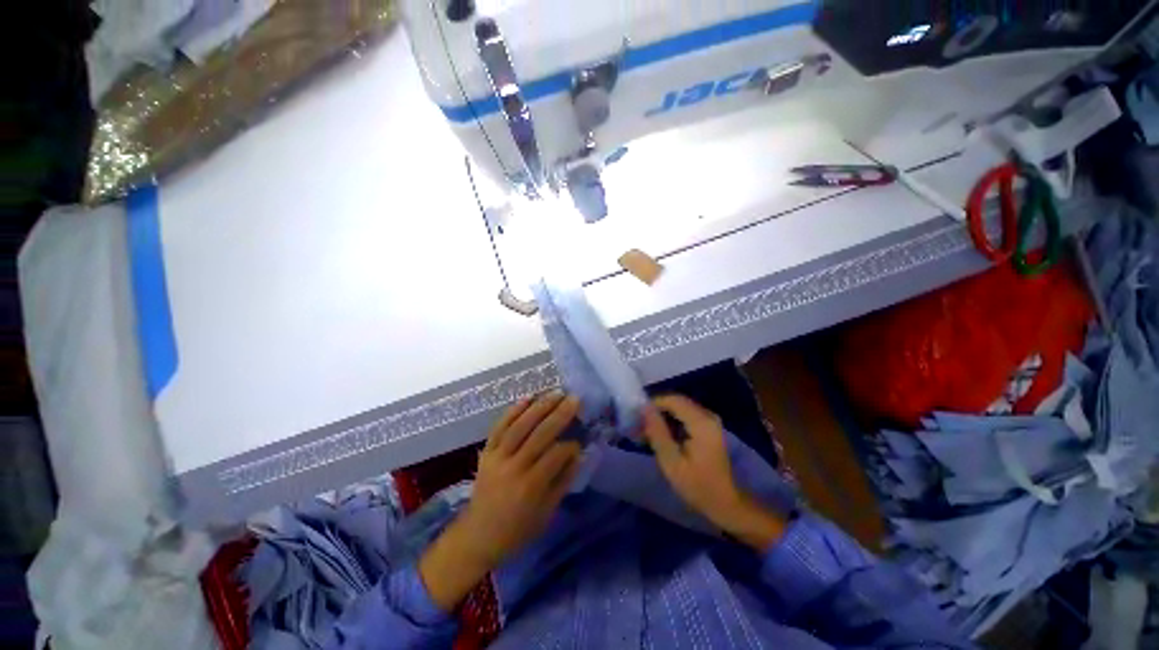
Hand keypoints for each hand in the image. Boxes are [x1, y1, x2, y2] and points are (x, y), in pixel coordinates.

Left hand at [419, 392, 582, 609]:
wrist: (477, 535)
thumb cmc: (517, 529)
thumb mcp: (546, 513)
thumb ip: (563, 481)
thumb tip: (579, 454)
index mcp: (530, 486)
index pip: (555, 455)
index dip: (571, 445)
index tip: (580, 440)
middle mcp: (513, 467)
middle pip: (540, 434)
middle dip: (560, 414)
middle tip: (575, 399)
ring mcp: (497, 456)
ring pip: (520, 425)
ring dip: (540, 407)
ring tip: (556, 393)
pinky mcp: (486, 451)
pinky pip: (500, 426)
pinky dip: (513, 410)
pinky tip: (527, 398)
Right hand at [642, 395, 784, 550]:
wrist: (726, 503)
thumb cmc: (698, 486)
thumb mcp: (671, 461)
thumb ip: (657, 432)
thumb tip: (644, 408)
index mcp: (701, 422)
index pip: (672, 399)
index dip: (652, 404)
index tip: (636, 417)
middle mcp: (707, 415)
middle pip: (675, 402)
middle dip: (655, 411)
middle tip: (638, 425)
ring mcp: (709, 421)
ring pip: (679, 408)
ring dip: (662, 417)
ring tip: (645, 432)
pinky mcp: (708, 427)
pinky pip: (685, 416)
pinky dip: (671, 422)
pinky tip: (660, 436)